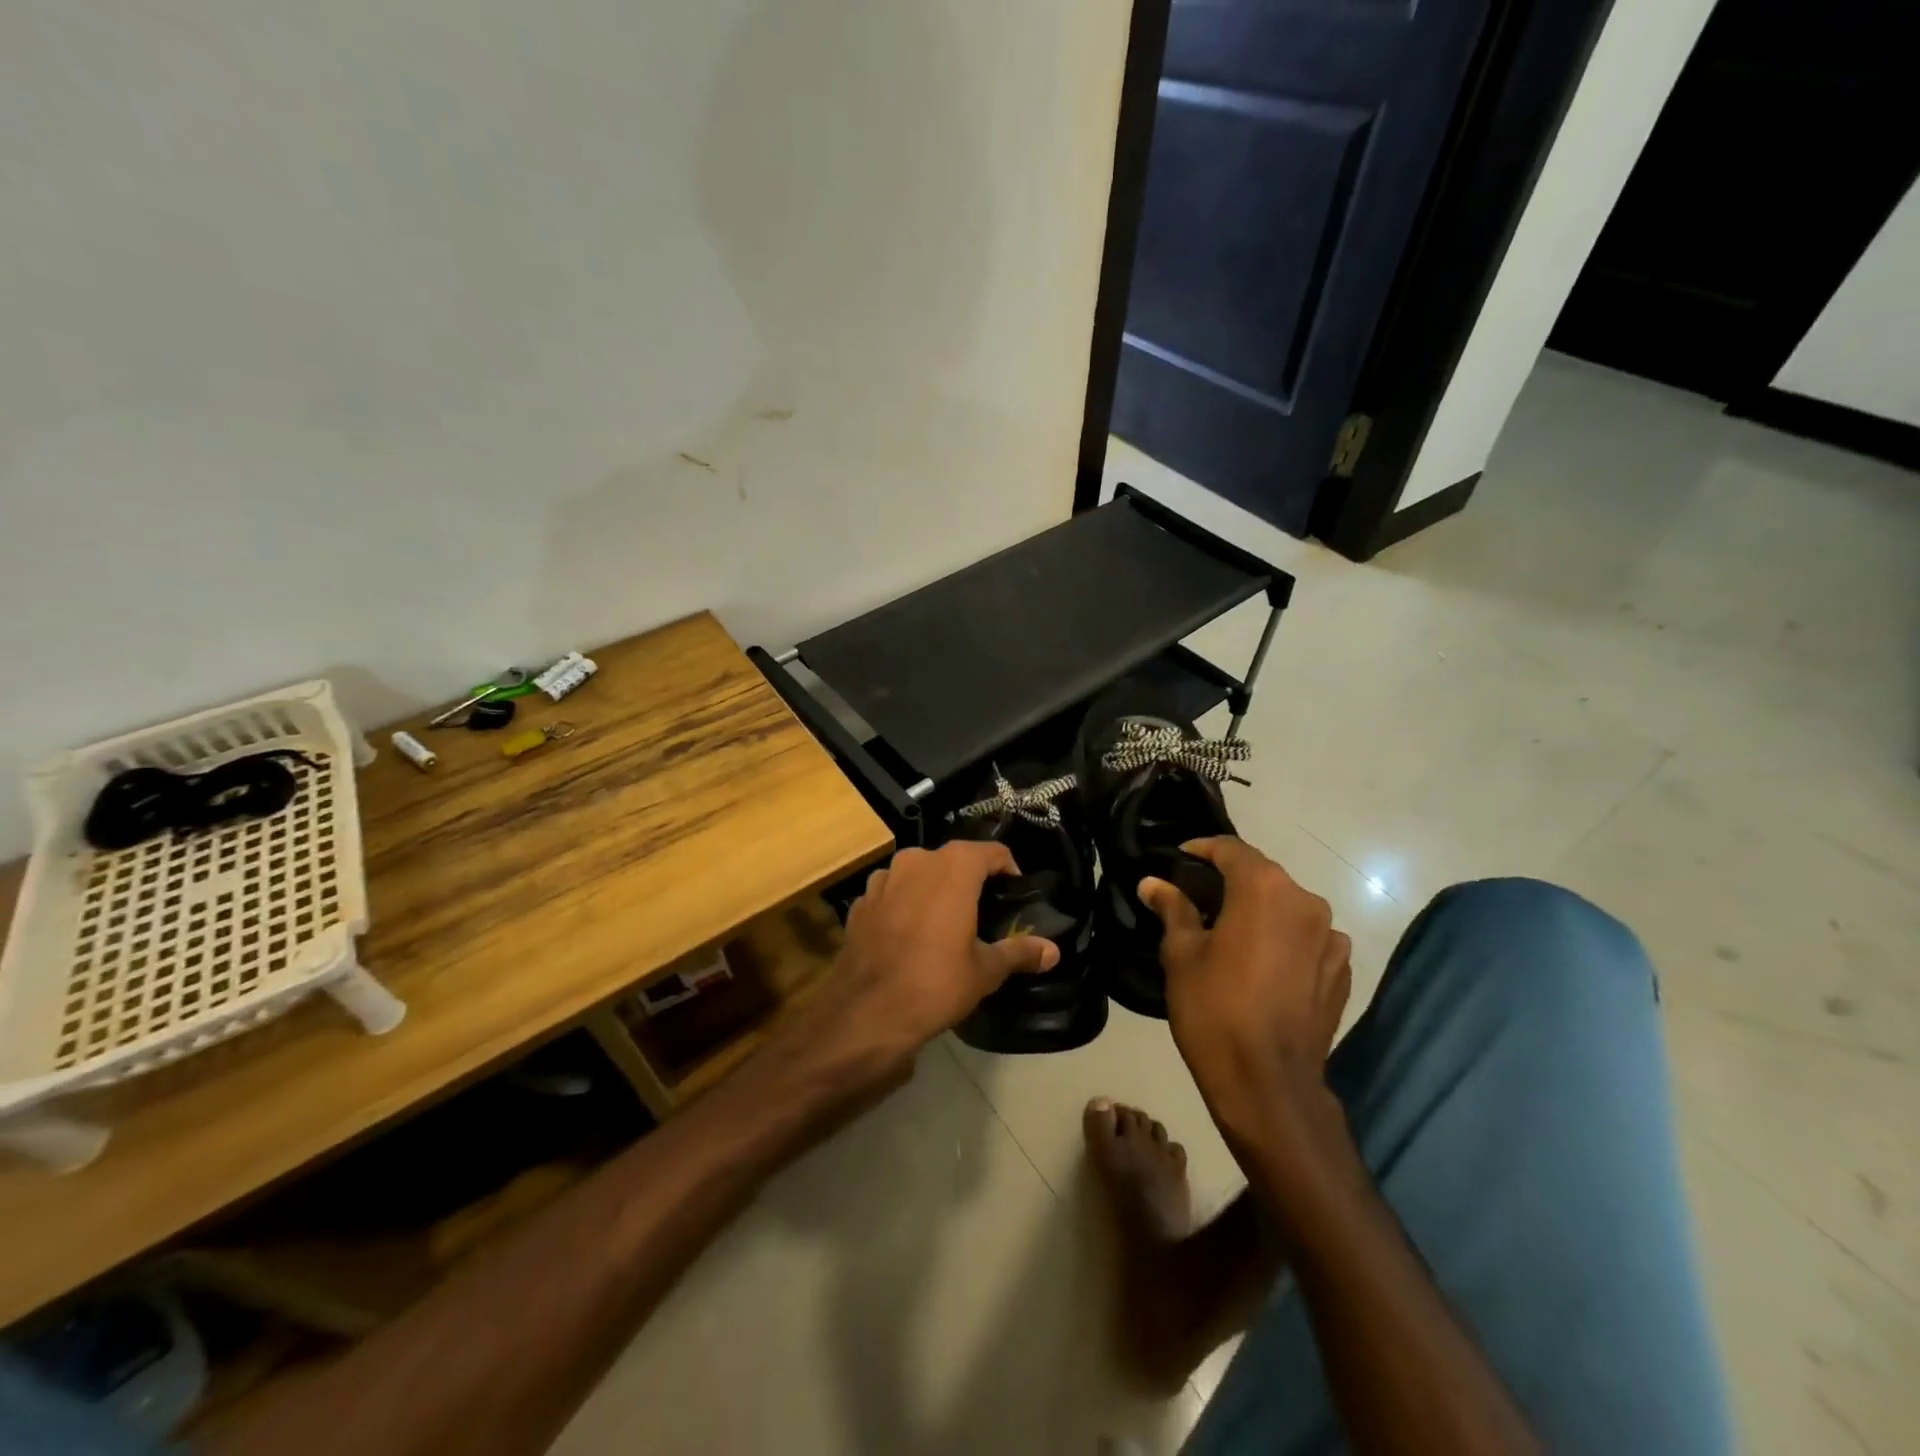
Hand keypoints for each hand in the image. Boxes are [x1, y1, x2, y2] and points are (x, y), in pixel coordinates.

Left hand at [795, 843, 1059, 1093]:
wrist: (866, 1013)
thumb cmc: (935, 983)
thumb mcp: (985, 971)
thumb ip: (1019, 952)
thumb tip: (1053, 951)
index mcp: (953, 867)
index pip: (992, 852)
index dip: (1008, 869)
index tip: (1015, 894)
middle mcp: (916, 860)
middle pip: (953, 859)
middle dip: (969, 879)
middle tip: (984, 909)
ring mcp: (883, 878)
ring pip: (918, 873)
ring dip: (933, 889)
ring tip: (945, 921)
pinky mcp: (860, 902)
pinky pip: (891, 894)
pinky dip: (904, 905)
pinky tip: (909, 935)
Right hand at [1139, 838, 1350, 1143]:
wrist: (1268, 1084)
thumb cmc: (1214, 1010)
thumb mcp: (1181, 954)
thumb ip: (1172, 909)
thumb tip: (1153, 883)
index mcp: (1265, 890)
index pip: (1232, 850)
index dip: (1203, 848)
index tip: (1180, 856)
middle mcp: (1306, 902)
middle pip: (1264, 876)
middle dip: (1232, 879)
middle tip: (1198, 895)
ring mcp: (1331, 939)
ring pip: (1288, 907)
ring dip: (1261, 910)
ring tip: (1232, 930)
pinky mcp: (1342, 971)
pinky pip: (1308, 939)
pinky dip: (1285, 939)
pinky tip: (1263, 962)